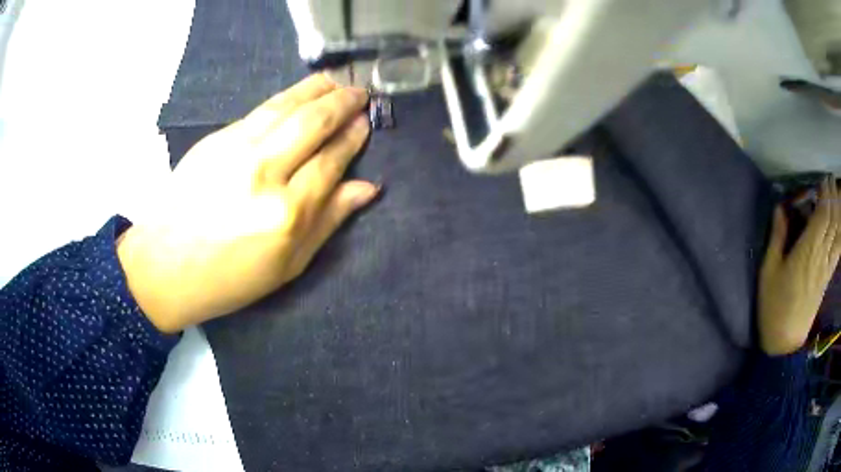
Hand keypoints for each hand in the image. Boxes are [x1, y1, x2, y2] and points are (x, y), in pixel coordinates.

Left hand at [117, 75, 377, 332]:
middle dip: (342, 102)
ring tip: (336, 81)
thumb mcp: (288, 265)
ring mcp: (235, 150)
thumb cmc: (229, 277)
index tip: (366, 123)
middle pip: (312, 123)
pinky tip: (299, 94)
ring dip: (316, 89)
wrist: (165, 265)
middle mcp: (263, 173)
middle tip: (360, 92)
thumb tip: (367, 187)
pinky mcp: (215, 140)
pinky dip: (285, 98)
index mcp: (286, 214)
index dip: (352, 139)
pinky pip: (259, 111)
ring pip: (286, 106)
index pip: (330, 161)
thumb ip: (328, 221)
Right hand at [758, 177, 840, 355]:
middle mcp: (821, 256)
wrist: (784, 342)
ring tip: (838, 195)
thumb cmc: (773, 305)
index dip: (825, 194)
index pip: (822, 215)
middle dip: (833, 197)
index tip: (823, 178)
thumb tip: (780, 208)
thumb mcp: (768, 271)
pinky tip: (840, 223)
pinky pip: (838, 251)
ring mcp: (826, 268)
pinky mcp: (827, 279)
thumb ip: (777, 238)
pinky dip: (840, 234)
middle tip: (830, 179)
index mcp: (807, 251)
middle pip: (832, 221)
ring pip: (837, 234)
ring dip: (838, 212)